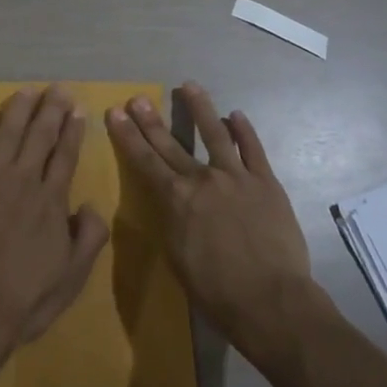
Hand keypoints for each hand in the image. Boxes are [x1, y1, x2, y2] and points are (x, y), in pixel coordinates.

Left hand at [0, 86, 110, 365]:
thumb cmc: (26, 296)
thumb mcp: (72, 276)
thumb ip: (89, 237)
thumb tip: (91, 205)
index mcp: (51, 200)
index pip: (66, 155)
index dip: (73, 131)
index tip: (78, 110)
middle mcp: (24, 179)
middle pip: (40, 135)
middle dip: (52, 109)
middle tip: (58, 88)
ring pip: (8, 132)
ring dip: (19, 109)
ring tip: (27, 90)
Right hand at [106, 84, 315, 358]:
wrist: (271, 301)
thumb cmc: (217, 291)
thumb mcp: (178, 257)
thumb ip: (172, 221)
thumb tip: (170, 201)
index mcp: (176, 199)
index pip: (145, 161)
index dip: (128, 136)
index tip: (115, 113)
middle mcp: (202, 179)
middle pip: (171, 143)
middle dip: (151, 120)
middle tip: (138, 98)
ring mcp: (236, 177)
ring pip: (215, 133)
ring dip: (200, 108)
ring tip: (189, 85)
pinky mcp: (265, 182)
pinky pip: (253, 149)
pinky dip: (244, 130)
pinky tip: (236, 115)